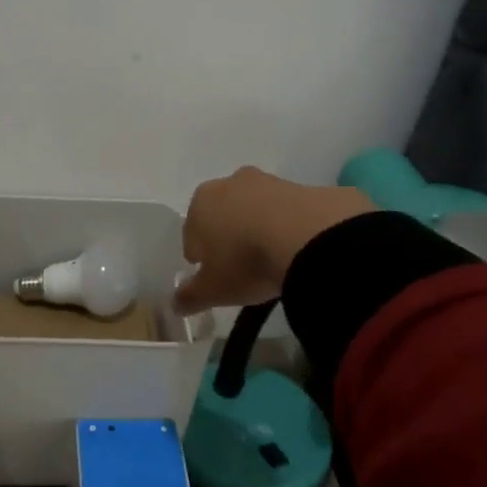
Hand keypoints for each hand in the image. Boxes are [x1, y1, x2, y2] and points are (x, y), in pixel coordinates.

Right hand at [173, 168, 374, 314]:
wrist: (311, 238)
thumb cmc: (246, 261)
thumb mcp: (213, 290)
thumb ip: (190, 296)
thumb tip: (175, 304)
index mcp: (200, 203)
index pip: (191, 233)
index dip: (200, 256)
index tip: (212, 275)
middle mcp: (231, 183)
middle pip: (224, 215)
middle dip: (229, 237)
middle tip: (240, 267)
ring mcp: (269, 182)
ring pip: (256, 210)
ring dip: (259, 229)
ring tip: (273, 261)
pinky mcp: (304, 188)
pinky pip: (288, 212)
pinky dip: (288, 227)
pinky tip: (298, 250)